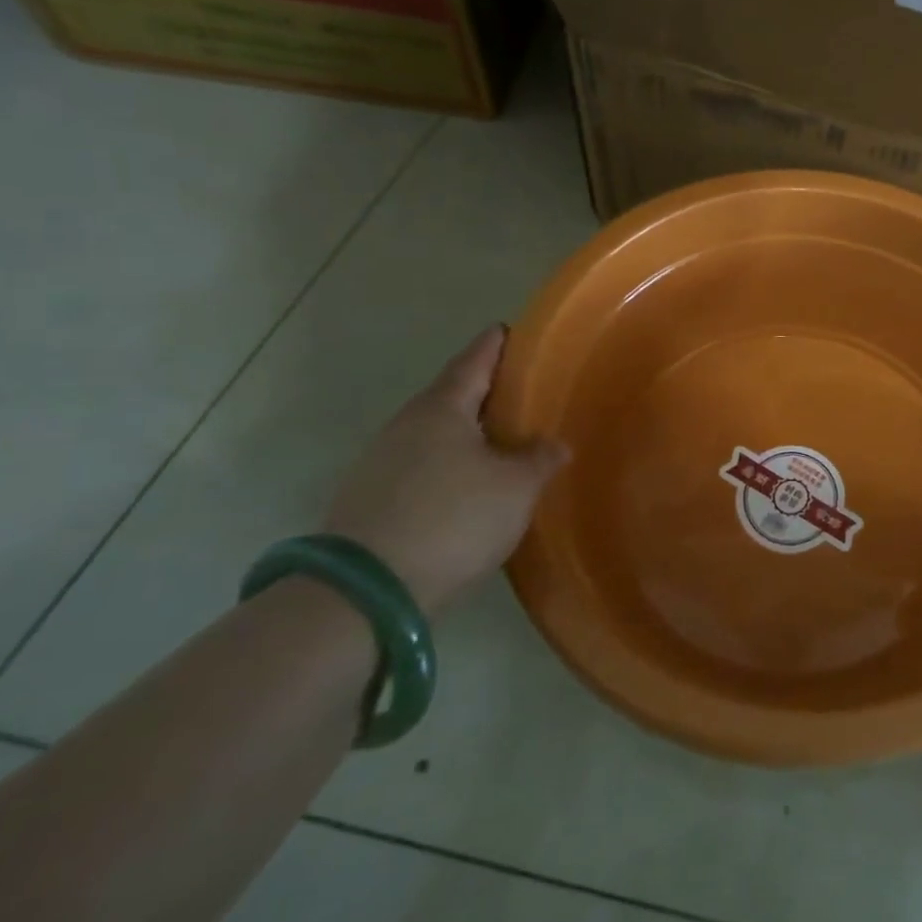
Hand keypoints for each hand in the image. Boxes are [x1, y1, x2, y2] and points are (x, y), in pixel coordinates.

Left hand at [325, 327, 566, 612]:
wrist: (367, 590)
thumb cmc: (454, 518)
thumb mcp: (516, 487)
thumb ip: (540, 459)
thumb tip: (554, 445)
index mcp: (442, 408)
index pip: (474, 361)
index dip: (495, 345)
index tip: (509, 330)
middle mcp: (406, 424)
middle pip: (450, 396)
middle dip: (482, 391)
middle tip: (518, 392)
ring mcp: (380, 461)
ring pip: (432, 433)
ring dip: (464, 432)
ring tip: (498, 440)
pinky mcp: (369, 498)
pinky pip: (419, 465)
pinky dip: (446, 463)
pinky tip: (465, 484)